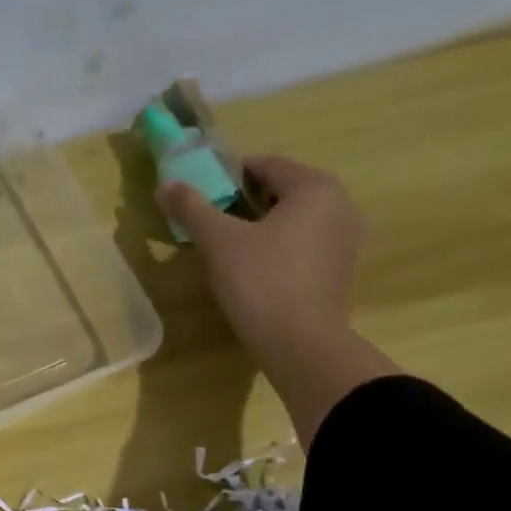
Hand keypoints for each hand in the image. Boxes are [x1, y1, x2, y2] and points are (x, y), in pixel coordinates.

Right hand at [158, 154, 365, 363]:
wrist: (300, 345)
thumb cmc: (260, 283)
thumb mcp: (218, 242)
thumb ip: (192, 208)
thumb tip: (165, 185)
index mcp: (315, 187)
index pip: (265, 165)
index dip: (227, 176)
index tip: (200, 197)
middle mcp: (339, 204)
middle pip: (280, 192)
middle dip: (243, 204)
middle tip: (210, 226)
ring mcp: (344, 240)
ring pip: (292, 220)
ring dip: (259, 228)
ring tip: (228, 252)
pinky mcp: (339, 271)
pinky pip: (302, 246)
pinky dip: (277, 249)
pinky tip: (254, 273)